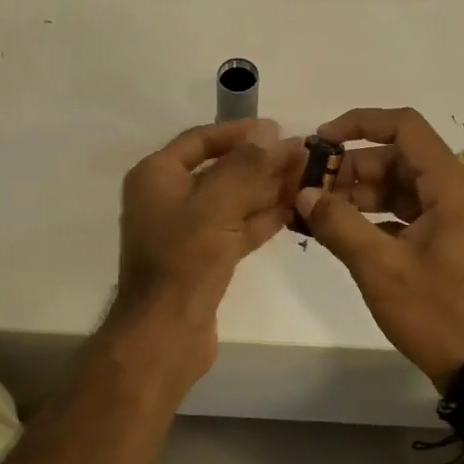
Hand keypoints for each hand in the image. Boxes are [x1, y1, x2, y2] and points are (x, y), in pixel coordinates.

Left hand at [106, 119, 297, 386]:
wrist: (165, 334)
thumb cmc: (183, 260)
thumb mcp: (215, 205)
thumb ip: (246, 166)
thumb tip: (271, 131)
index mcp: (156, 176)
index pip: (200, 140)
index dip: (239, 132)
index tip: (278, 128)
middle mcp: (167, 198)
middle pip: (220, 170)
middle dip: (261, 163)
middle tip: (303, 155)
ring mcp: (185, 231)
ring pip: (231, 201)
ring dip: (267, 190)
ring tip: (307, 178)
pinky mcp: (203, 259)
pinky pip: (235, 229)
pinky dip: (261, 219)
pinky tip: (293, 208)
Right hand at [296, 107, 463, 389]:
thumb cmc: (436, 312)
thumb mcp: (379, 267)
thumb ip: (338, 223)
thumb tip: (303, 194)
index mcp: (453, 187)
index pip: (405, 128)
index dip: (360, 124)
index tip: (322, 142)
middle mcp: (461, 192)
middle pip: (400, 158)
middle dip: (353, 168)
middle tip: (311, 187)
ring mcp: (459, 218)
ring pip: (403, 186)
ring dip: (361, 193)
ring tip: (319, 211)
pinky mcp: (453, 240)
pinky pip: (410, 212)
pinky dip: (377, 215)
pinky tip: (343, 232)